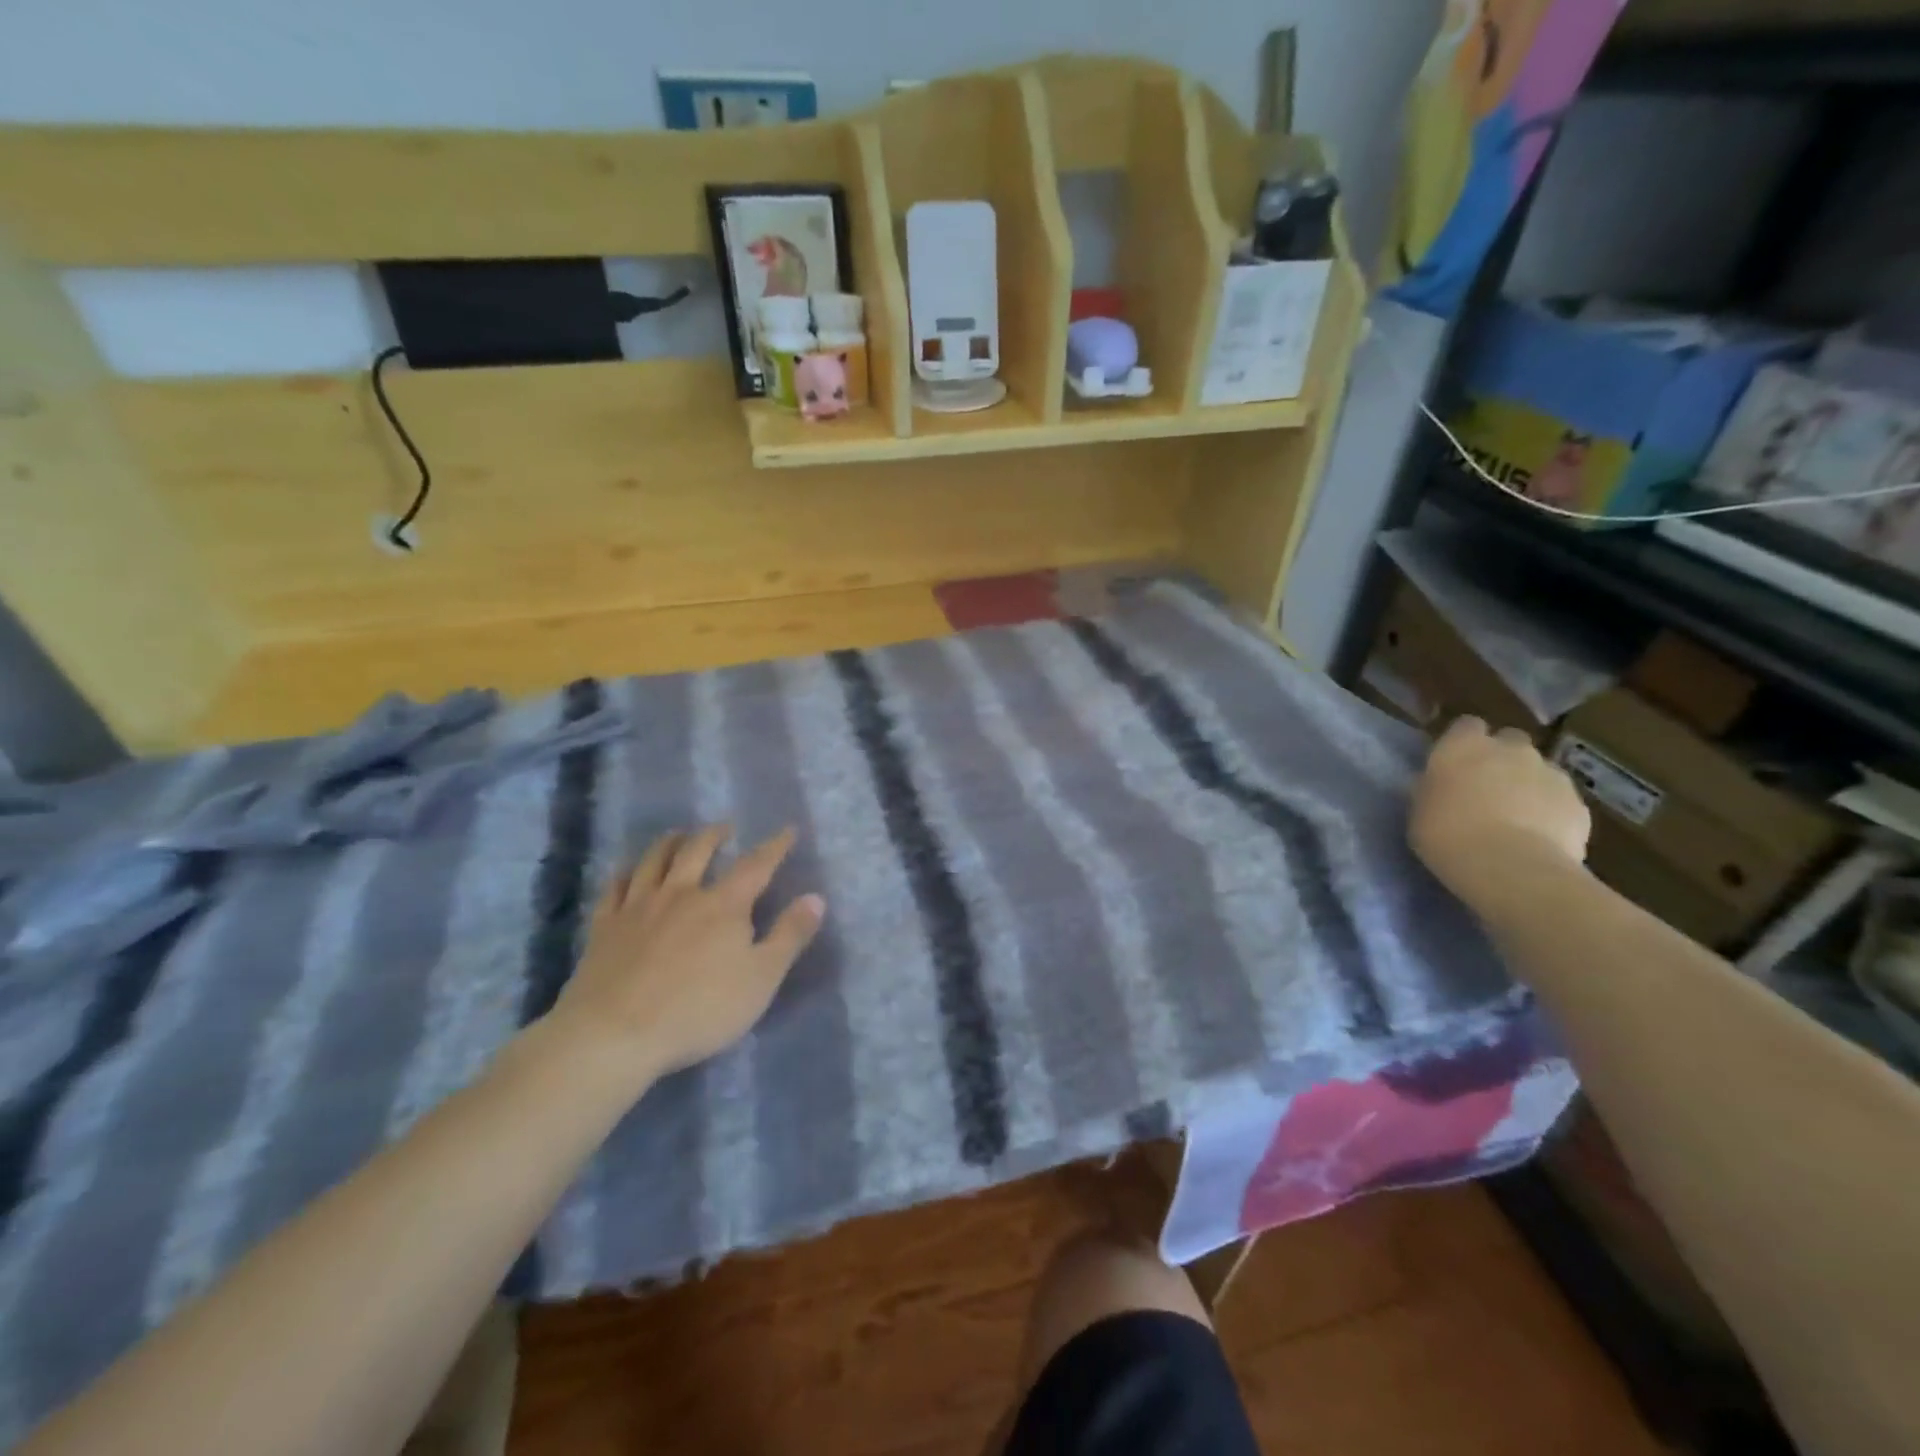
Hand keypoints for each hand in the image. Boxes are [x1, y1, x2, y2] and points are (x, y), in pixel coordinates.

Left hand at [549, 825, 824, 1081]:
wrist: (615, 1034)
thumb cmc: (699, 1009)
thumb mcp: (762, 978)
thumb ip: (790, 935)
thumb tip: (816, 897)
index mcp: (723, 904)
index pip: (756, 865)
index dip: (774, 846)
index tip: (787, 830)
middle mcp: (681, 894)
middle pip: (698, 850)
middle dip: (715, 835)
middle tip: (725, 827)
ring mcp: (638, 907)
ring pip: (653, 861)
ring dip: (669, 843)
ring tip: (678, 835)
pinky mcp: (605, 927)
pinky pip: (614, 888)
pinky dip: (624, 873)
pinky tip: (627, 872)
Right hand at [1409, 717, 1590, 909]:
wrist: (1511, 869)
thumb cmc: (1446, 835)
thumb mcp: (1420, 809)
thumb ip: (1434, 787)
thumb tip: (1441, 784)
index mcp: (1463, 746)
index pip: (1466, 726)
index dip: (1462, 742)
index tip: (1455, 763)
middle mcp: (1510, 749)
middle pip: (1510, 741)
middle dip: (1502, 758)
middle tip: (1487, 788)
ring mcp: (1550, 774)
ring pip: (1539, 770)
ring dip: (1528, 785)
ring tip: (1515, 818)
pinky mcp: (1578, 804)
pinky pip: (1561, 801)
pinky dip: (1551, 812)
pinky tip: (1538, 838)